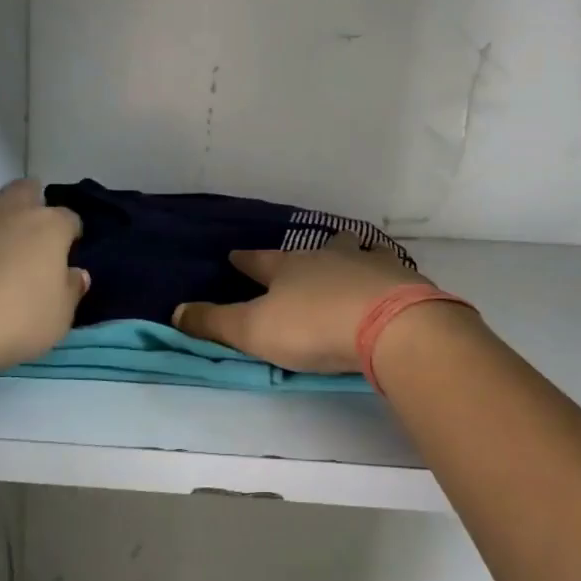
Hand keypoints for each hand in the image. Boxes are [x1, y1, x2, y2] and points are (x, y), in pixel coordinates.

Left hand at [0, 180, 87, 378]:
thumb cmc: (11, 323)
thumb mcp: (58, 319)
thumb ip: (70, 291)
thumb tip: (76, 273)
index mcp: (48, 228)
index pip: (69, 219)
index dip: (69, 234)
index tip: (65, 252)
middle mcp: (9, 209)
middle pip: (26, 189)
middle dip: (30, 204)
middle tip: (25, 235)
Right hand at [172, 232, 428, 373]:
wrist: (390, 324)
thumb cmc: (314, 325)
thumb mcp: (254, 330)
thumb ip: (215, 323)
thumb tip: (176, 311)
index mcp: (290, 268)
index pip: (260, 261)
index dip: (247, 261)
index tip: (235, 255)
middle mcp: (328, 258)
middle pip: (315, 250)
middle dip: (306, 254)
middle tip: (306, 256)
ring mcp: (369, 265)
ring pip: (357, 254)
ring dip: (350, 258)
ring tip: (352, 263)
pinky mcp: (404, 282)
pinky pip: (390, 274)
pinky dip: (385, 279)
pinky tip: (389, 287)